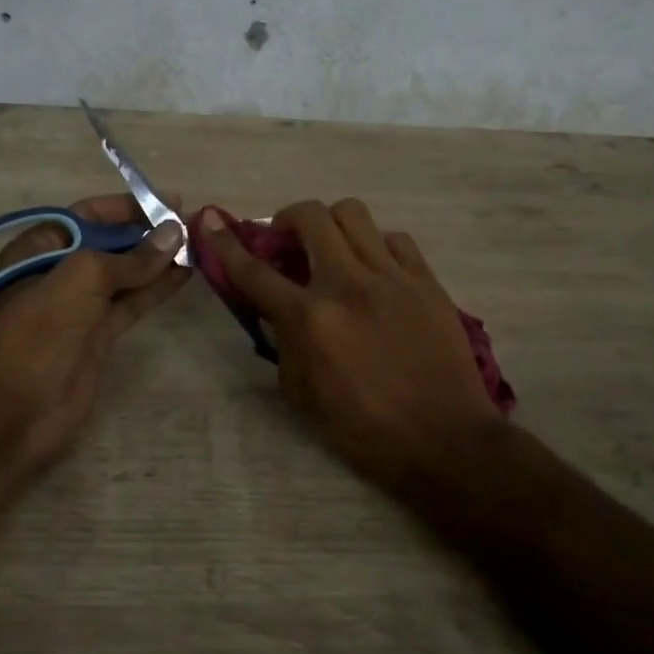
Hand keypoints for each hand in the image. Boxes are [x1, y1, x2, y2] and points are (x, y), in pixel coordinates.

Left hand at [0, 194, 189, 465]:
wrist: (19, 407)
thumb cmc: (42, 328)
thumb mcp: (82, 277)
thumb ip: (131, 257)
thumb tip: (174, 232)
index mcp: (40, 248)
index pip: (89, 215)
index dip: (128, 207)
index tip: (168, 201)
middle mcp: (60, 271)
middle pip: (110, 243)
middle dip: (148, 232)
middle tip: (191, 224)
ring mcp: (81, 305)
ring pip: (126, 274)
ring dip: (159, 259)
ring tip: (197, 244)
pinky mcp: (99, 334)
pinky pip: (133, 301)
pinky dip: (157, 287)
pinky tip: (185, 273)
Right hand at [199, 200, 499, 488]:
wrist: (443, 439)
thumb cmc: (365, 428)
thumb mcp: (303, 394)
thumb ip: (284, 343)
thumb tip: (278, 310)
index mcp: (310, 319)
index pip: (255, 271)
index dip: (226, 243)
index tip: (210, 221)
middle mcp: (347, 284)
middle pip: (310, 217)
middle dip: (288, 218)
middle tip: (289, 241)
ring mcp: (391, 277)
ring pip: (353, 214)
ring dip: (331, 224)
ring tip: (333, 249)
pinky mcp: (426, 280)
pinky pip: (395, 239)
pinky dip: (376, 246)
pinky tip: (376, 270)